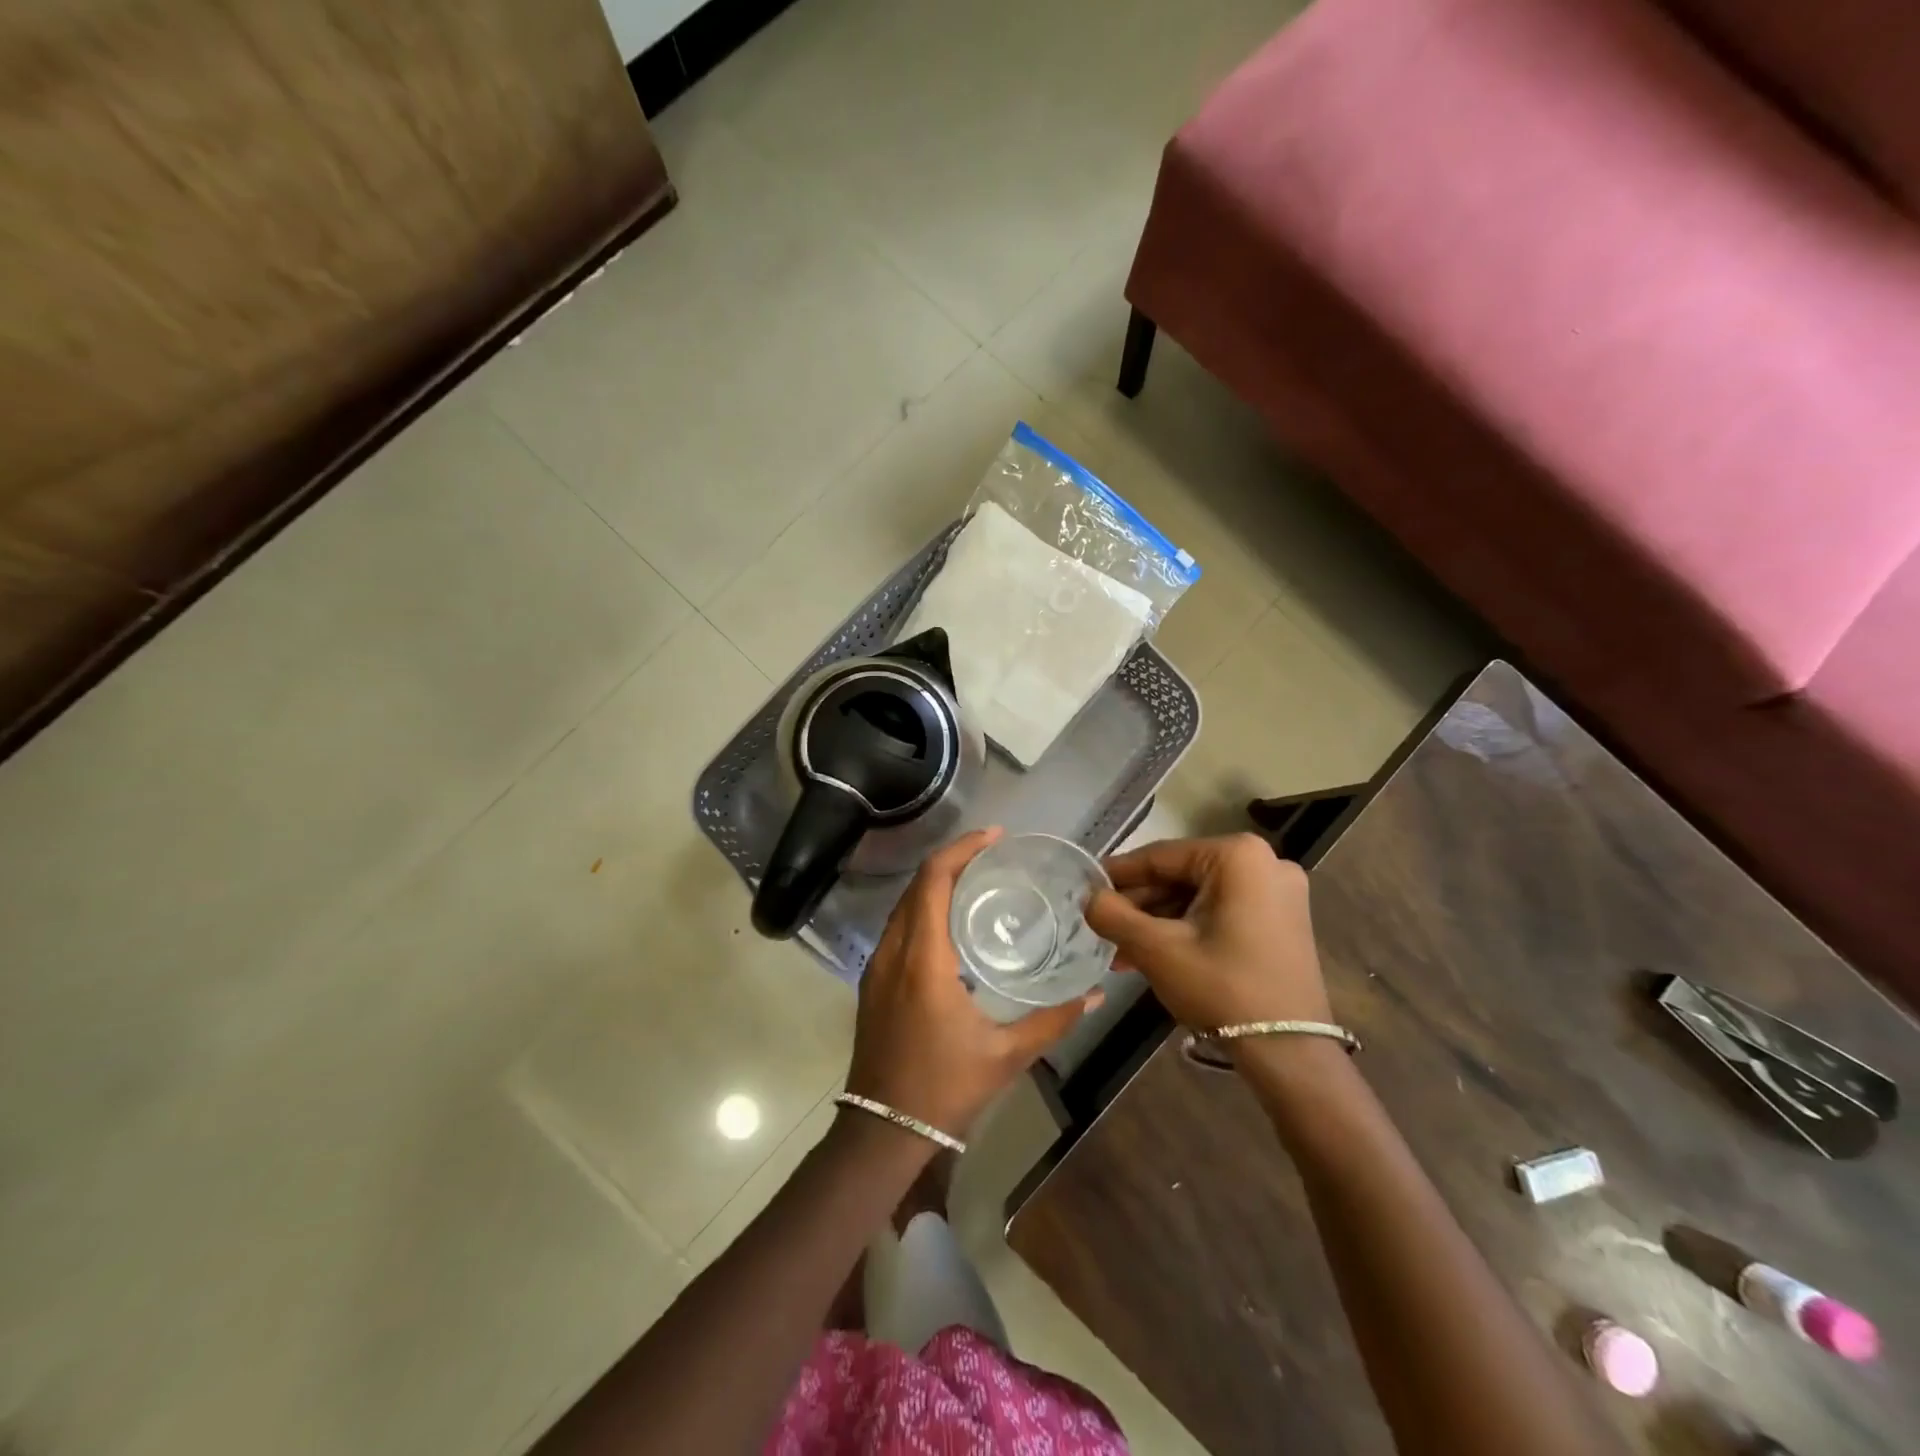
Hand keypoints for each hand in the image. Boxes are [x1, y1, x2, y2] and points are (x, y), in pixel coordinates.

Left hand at [845, 828, 1101, 1139]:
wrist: (882, 1130)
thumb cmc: (945, 1088)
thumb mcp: (1007, 1054)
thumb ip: (1053, 1019)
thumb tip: (1096, 994)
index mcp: (923, 959)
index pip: (933, 881)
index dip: (961, 849)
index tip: (995, 837)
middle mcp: (894, 951)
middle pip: (918, 884)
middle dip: (953, 859)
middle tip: (994, 854)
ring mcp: (877, 965)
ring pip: (904, 904)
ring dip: (936, 882)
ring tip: (978, 879)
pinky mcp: (874, 980)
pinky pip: (898, 926)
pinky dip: (924, 907)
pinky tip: (952, 920)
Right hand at [1085, 834, 1329, 1030]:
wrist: (1290, 1053)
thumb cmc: (1222, 988)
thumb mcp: (1157, 950)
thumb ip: (1113, 915)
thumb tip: (1088, 897)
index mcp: (1237, 856)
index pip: (1161, 856)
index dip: (1118, 874)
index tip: (1087, 888)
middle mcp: (1264, 862)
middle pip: (1181, 876)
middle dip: (1140, 906)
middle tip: (1104, 928)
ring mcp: (1278, 892)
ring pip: (1199, 896)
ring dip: (1159, 922)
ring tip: (1122, 952)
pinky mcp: (1282, 920)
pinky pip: (1221, 911)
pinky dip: (1188, 929)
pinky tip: (1156, 955)